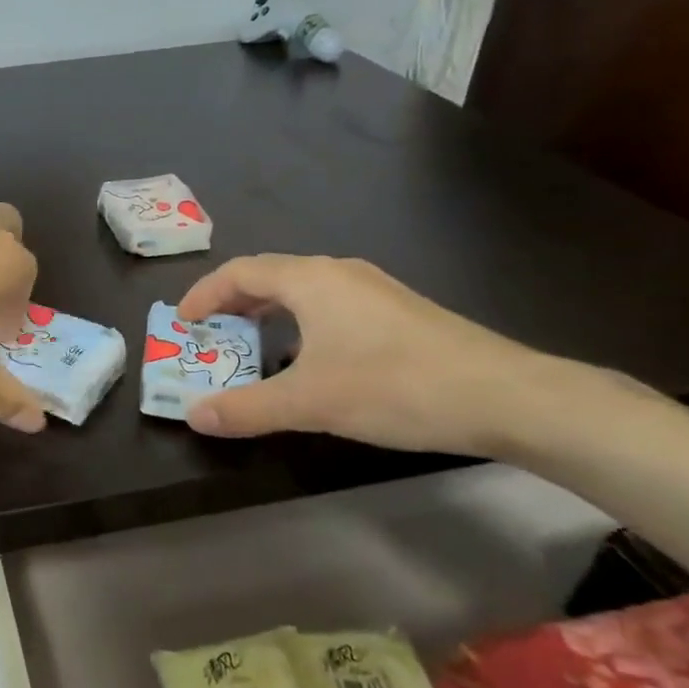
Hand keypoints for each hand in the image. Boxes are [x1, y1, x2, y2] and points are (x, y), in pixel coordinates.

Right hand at [175, 255, 552, 454]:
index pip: (240, 271)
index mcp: (311, 279)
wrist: (505, 396)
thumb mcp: (310, 402)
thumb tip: (193, 416)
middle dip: (233, 302)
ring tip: (252, 342)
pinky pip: (331, 304)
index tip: (183, 322)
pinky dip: (301, 321)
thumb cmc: (394, 387)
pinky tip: (311, 357)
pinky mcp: (399, 311)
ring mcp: (374, 289)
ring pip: (304, 290)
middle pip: (270, 275)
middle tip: (210, 333)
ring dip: (268, 311)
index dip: (204, 294)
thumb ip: (247, 408)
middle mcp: (339, 272)